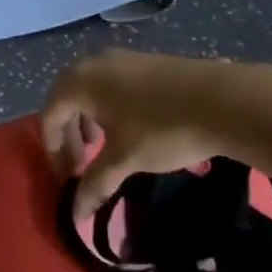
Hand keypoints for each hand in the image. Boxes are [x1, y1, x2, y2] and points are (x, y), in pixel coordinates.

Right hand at [41, 50, 269, 215]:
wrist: (223, 100)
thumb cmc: (162, 128)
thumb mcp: (125, 159)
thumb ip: (95, 183)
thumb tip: (76, 213)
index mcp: (79, 81)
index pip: (49, 115)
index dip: (53, 150)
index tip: (66, 180)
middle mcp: (92, 62)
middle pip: (65, 99)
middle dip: (68, 135)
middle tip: (80, 167)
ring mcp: (120, 58)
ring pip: (88, 90)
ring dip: (87, 121)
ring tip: (103, 148)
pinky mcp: (143, 61)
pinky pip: (109, 85)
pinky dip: (107, 109)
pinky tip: (128, 130)